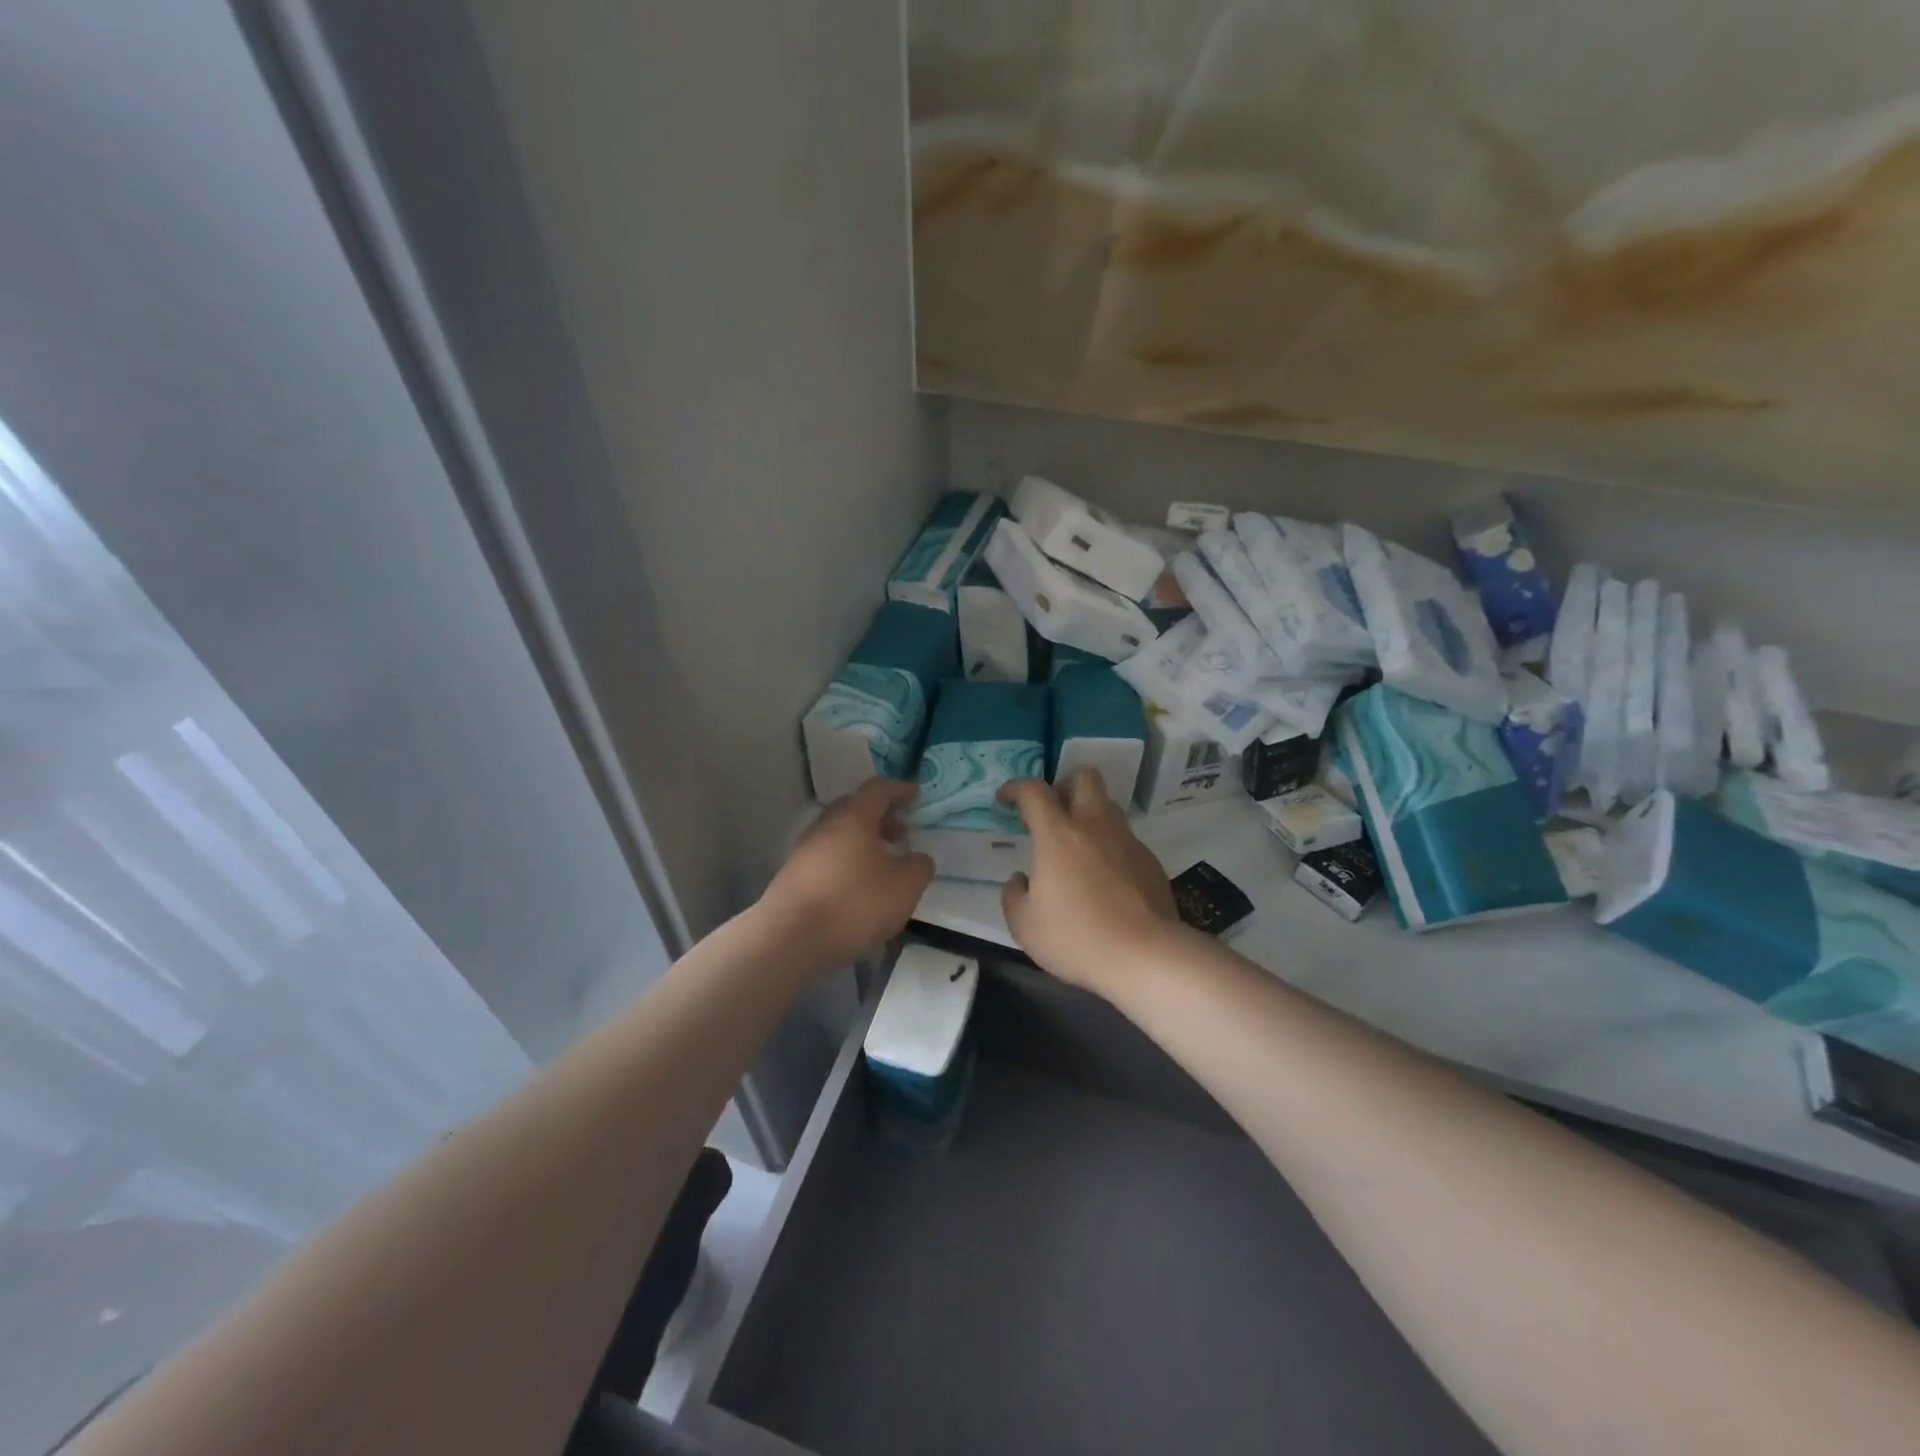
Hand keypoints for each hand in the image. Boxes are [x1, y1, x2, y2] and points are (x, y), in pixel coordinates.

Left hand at [761, 779, 934, 970]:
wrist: (789, 939)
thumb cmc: (853, 904)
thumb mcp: (904, 888)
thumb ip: (919, 867)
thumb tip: (917, 858)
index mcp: (853, 818)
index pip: (878, 789)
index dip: (899, 789)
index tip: (916, 795)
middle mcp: (825, 826)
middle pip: (854, 808)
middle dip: (881, 817)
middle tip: (901, 834)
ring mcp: (804, 851)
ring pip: (838, 834)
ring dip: (862, 841)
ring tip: (882, 865)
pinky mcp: (793, 876)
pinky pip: (826, 857)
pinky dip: (846, 862)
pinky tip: (856, 887)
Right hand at [998, 769, 1179, 998]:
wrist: (1145, 956)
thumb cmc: (1077, 938)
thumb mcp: (1025, 926)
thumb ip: (1014, 896)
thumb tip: (1021, 880)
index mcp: (1059, 836)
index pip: (1034, 791)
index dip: (1016, 787)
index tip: (1005, 799)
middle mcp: (1095, 827)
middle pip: (1085, 777)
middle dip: (1064, 785)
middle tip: (1052, 812)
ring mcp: (1128, 841)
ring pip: (1108, 807)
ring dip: (1089, 816)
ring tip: (1077, 849)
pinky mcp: (1150, 861)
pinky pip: (1125, 840)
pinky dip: (1109, 848)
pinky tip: (1104, 881)